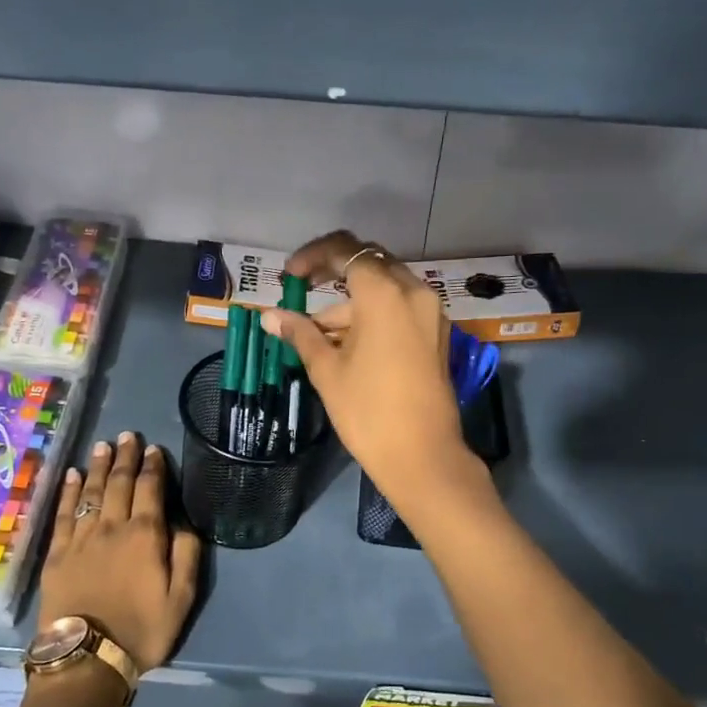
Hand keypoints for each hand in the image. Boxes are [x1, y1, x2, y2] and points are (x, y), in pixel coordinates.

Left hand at [37, 434, 201, 673]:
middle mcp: (112, 527)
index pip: (150, 490)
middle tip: (127, 435)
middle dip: (125, 457)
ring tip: (102, 445)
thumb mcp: (182, 599)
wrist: (87, 657)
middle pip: (119, 483)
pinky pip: (63, 514)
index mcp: (145, 535)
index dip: (152, 467)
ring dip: (97, 466)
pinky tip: (72, 475)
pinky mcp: (57, 553)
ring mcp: (81, 538)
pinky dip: (68, 492)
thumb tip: (183, 524)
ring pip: (91, 493)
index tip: (153, 448)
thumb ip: (187, 556)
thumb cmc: (142, 630)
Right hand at [261, 231, 478, 510]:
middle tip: (303, 295)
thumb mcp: (327, 369)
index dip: (313, 256)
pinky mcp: (436, 334)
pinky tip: (348, 345)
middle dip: (333, 276)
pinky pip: (400, 308)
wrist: (422, 456)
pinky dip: (373, 315)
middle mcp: (413, 292)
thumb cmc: (368, 411)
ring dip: (351, 303)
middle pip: (369, 264)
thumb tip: (270, 316)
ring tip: (318, 336)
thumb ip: (300, 333)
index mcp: (384, 294)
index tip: (290, 276)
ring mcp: (430, 313)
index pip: (345, 250)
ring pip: (385, 289)